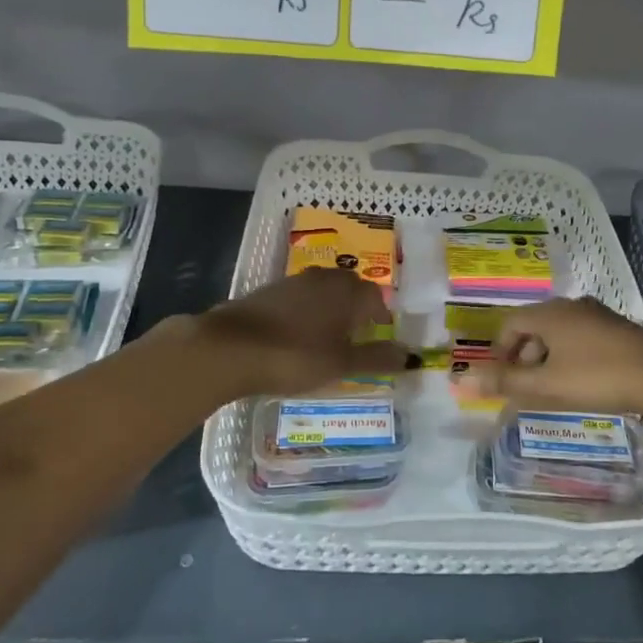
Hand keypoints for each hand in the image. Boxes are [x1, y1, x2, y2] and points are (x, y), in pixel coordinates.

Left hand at [195, 268, 409, 398]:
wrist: (231, 348)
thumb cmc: (296, 355)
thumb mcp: (342, 364)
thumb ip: (376, 358)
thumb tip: (411, 356)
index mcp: (347, 292)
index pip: (375, 296)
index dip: (381, 315)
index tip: (380, 334)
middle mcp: (323, 279)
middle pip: (349, 287)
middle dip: (356, 306)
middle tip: (357, 333)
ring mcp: (292, 282)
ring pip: (322, 290)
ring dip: (330, 307)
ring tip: (328, 335)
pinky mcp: (267, 292)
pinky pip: (298, 298)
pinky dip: (305, 312)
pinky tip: (296, 334)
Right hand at [458, 297, 642, 417]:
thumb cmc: (597, 378)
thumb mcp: (546, 385)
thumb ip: (504, 383)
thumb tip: (462, 380)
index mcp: (549, 313)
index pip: (510, 323)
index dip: (498, 351)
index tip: (500, 379)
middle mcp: (571, 306)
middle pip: (534, 327)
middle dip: (522, 357)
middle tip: (523, 388)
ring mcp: (597, 315)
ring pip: (558, 333)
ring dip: (546, 359)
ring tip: (551, 389)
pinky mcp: (618, 329)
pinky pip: (580, 338)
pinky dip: (569, 357)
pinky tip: (581, 382)